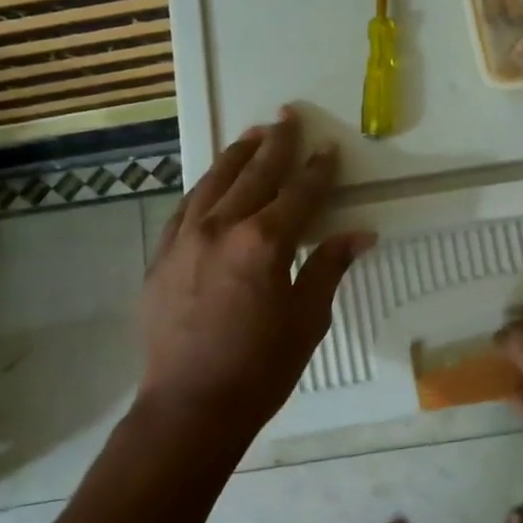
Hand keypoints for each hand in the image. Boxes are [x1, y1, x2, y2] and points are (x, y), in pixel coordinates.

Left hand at [140, 107, 373, 433]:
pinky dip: (204, 188)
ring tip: (253, 135)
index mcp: (264, 243)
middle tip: (288, 115)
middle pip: (254, 175)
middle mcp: (221, 228)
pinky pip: (185, 208)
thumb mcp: (307, 320)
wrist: (190, 406)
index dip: (318, 170)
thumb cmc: (261, 368)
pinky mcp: (162, 256)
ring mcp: (185, 239)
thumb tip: (360, 233)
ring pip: (213, 183)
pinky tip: (212, 182)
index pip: (300, 194)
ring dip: (236, 156)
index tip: (329, 148)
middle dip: (276, 144)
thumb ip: (329, 267)